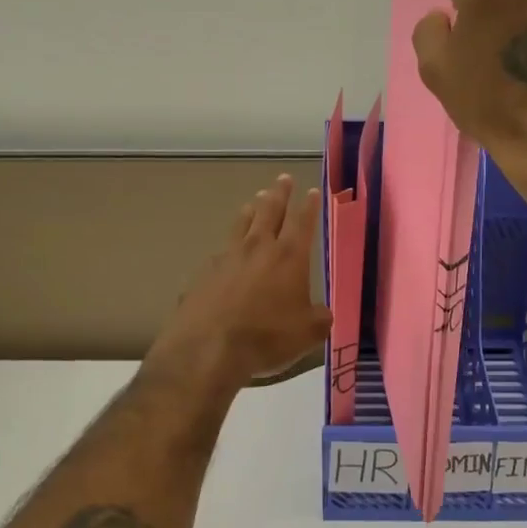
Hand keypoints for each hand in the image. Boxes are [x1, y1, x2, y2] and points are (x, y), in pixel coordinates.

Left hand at [148, 174, 332, 389]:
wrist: (208, 349)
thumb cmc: (267, 337)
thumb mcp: (308, 333)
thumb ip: (319, 318)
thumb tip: (323, 312)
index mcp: (289, 256)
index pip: (302, 222)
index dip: (309, 206)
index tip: (312, 192)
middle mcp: (258, 248)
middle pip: (269, 211)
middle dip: (279, 194)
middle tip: (283, 179)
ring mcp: (227, 257)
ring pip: (242, 224)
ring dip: (252, 209)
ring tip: (255, 200)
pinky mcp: (203, 273)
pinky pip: (221, 251)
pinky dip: (229, 245)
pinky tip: (227, 251)